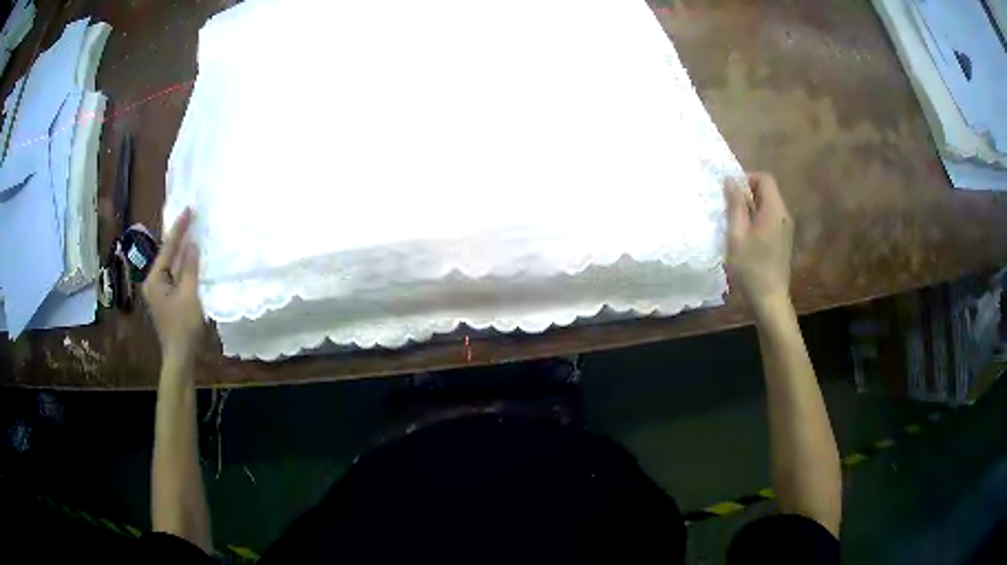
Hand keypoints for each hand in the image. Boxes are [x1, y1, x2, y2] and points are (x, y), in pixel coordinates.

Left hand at [142, 208, 204, 362]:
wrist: (180, 358)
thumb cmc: (183, 328)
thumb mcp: (189, 295)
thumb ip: (190, 268)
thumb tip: (193, 244)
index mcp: (154, 279)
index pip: (168, 248)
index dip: (179, 229)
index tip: (188, 209)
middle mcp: (152, 282)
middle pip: (166, 254)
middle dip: (178, 237)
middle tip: (190, 217)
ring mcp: (158, 292)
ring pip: (170, 265)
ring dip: (181, 251)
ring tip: (192, 232)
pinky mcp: (166, 299)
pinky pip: (174, 275)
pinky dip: (183, 265)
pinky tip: (191, 258)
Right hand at [725, 173, 793, 312]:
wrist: (770, 299)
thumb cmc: (751, 268)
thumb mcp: (737, 235)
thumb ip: (735, 205)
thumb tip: (730, 180)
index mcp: (774, 211)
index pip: (764, 178)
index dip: (747, 179)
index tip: (732, 193)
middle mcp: (784, 215)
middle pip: (768, 190)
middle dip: (748, 193)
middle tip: (731, 209)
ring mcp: (786, 228)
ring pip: (769, 205)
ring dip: (752, 207)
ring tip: (737, 224)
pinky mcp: (784, 239)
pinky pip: (771, 218)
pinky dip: (759, 219)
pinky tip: (747, 237)